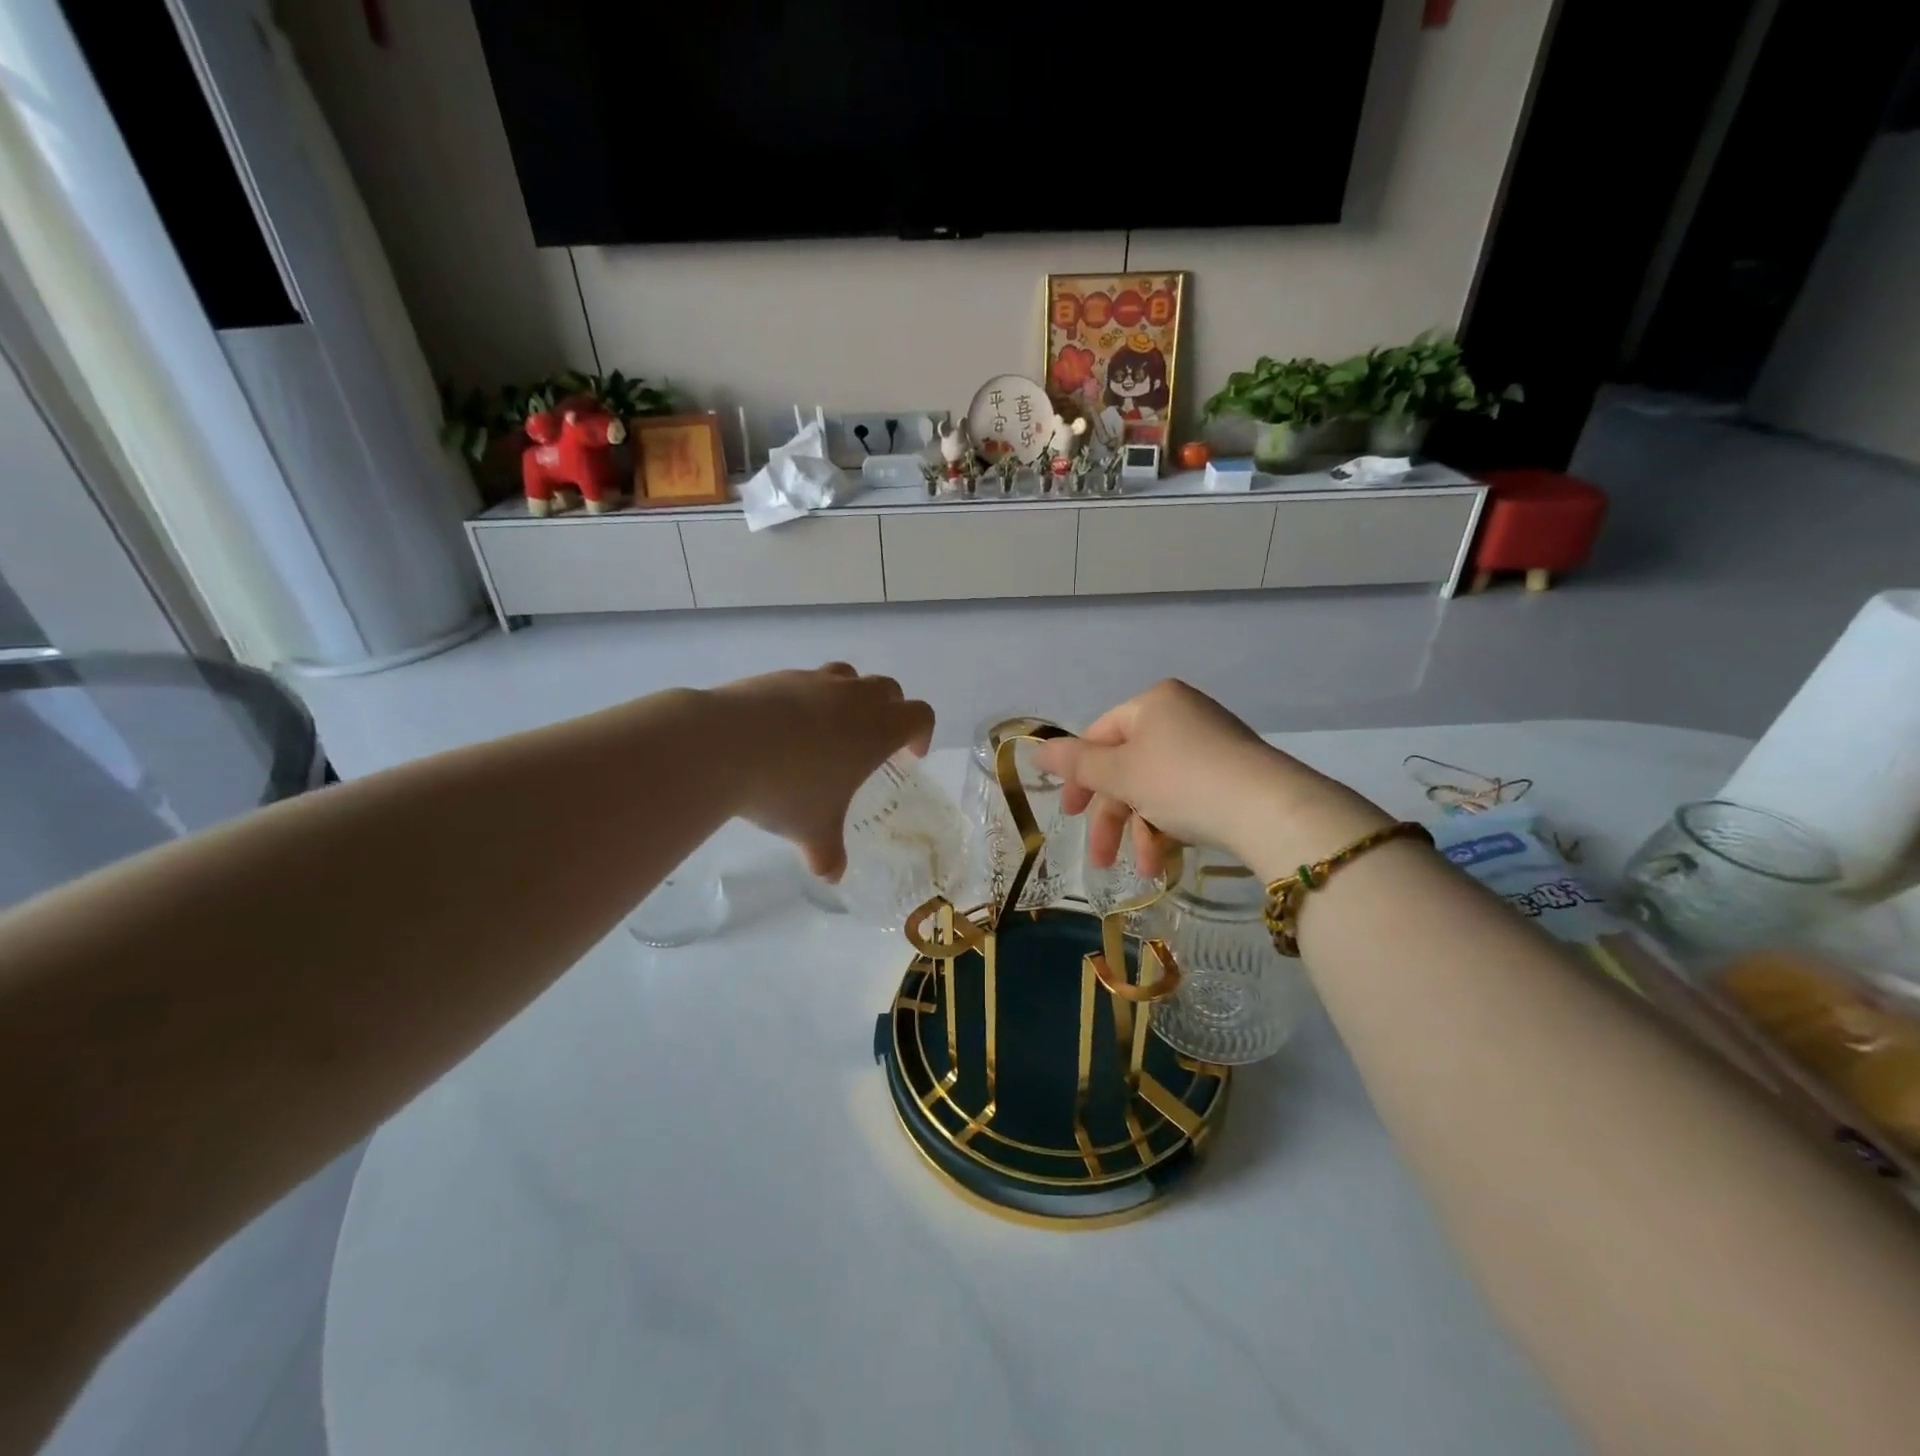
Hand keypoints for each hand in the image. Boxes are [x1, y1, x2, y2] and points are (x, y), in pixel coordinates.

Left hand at [709, 664, 933, 879]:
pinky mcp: (780, 676)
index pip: (920, 716)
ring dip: (852, 697)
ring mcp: (815, 681)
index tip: (909, 756)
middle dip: (890, 711)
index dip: (921, 734)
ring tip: (831, 728)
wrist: (723, 745)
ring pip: (849, 677)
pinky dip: (808, 698)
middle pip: (889, 689)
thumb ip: (828, 853)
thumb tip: (831, 875)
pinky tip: (785, 727)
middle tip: (873, 742)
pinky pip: (807, 681)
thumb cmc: (786, 789)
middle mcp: (853, 698)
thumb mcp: (813, 831)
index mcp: (877, 730)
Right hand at [1033, 680, 1387, 878]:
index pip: (1100, 736)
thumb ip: (1075, 764)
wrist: (1269, 810)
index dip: (1080, 777)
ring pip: (1156, 788)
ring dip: (1142, 831)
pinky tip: (1167, 860)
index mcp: (1154, 703)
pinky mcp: (1233, 774)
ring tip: (1145, 869)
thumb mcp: (1120, 774)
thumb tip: (1035, 750)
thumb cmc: (1182, 781)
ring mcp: (1211, 744)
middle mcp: (1182, 715)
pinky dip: (1171, 827)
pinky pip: (1186, 796)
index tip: (1071, 815)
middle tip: (1099, 857)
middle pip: (1128, 768)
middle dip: (1113, 818)